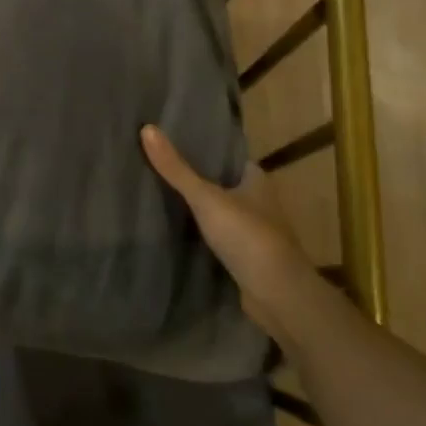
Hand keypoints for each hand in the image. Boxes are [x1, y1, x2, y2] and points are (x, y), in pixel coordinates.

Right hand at [141, 124, 315, 339]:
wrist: (278, 297)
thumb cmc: (248, 237)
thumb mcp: (206, 198)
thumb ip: (176, 168)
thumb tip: (147, 128)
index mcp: (256, 179)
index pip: (225, 155)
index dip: (200, 147)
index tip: (169, 138)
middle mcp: (258, 201)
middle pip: (219, 182)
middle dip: (193, 177)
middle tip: (155, 164)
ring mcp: (252, 231)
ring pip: (217, 210)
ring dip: (195, 207)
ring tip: (156, 192)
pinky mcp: (244, 257)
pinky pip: (216, 237)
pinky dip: (198, 233)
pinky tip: (172, 228)